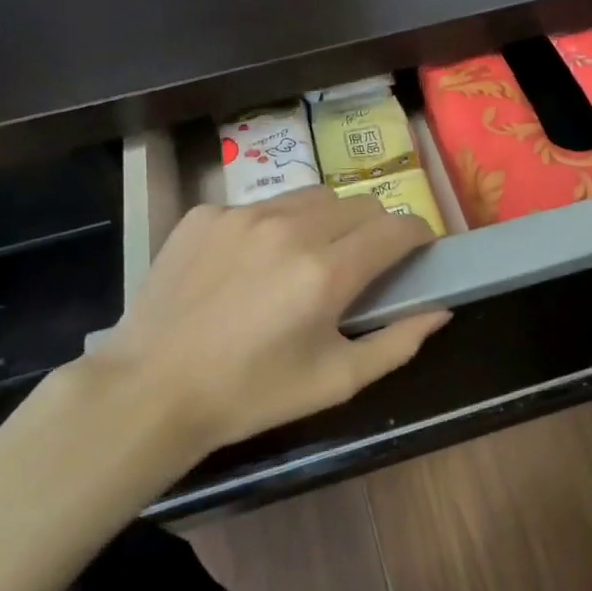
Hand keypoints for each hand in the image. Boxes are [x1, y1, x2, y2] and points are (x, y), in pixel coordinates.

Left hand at [82, 188, 448, 459]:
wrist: (151, 389)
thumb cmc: (252, 394)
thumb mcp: (336, 381)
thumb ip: (398, 342)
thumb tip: (440, 311)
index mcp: (327, 271)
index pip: (396, 227)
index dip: (418, 236)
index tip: (418, 252)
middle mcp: (289, 228)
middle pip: (359, 203)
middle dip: (375, 227)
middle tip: (362, 263)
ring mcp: (242, 215)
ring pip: (311, 197)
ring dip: (327, 221)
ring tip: (308, 258)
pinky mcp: (205, 214)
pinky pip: (260, 206)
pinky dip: (273, 227)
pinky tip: (252, 265)